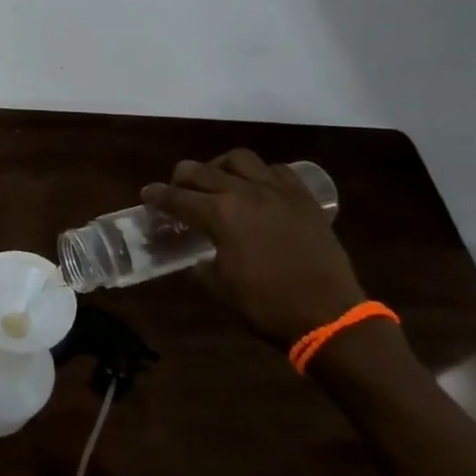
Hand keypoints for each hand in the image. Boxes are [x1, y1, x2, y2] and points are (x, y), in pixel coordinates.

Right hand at [142, 150, 363, 348]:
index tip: (147, 195)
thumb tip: (194, 258)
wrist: (329, 316)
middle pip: (202, 170)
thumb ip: (200, 266)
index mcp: (220, 214)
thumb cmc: (267, 305)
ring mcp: (277, 191)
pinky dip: (261, 174)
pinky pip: (278, 171)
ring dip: (221, 166)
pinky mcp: (304, 199)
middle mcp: (245, 192)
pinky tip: (259, 189)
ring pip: (241, 159)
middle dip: (182, 177)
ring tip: (219, 180)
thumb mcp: (219, 288)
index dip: (157, 196)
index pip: (177, 197)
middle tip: (178, 189)